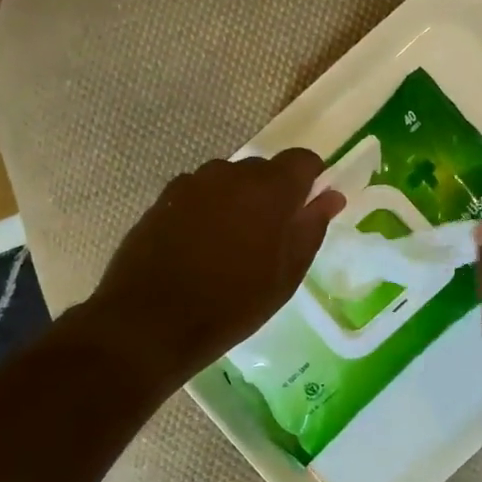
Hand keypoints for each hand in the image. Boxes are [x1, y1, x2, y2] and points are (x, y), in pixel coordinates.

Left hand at [88, 151, 345, 389]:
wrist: (150, 322)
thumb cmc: (232, 304)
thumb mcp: (286, 275)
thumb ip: (311, 227)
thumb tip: (331, 196)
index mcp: (269, 189)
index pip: (302, 159)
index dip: (311, 178)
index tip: (308, 207)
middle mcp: (230, 173)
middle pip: (263, 169)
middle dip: (273, 194)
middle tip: (271, 236)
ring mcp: (192, 183)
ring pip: (229, 181)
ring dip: (238, 201)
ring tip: (232, 244)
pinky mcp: (163, 199)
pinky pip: (199, 193)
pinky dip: (208, 209)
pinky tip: (200, 246)